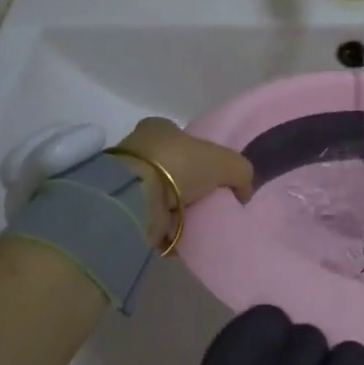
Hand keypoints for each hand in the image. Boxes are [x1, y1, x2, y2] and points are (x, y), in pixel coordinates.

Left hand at [112, 117, 254, 243]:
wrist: (135, 198)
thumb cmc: (179, 165)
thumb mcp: (224, 161)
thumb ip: (241, 171)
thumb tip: (243, 191)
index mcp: (158, 128)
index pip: (182, 139)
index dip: (199, 155)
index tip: (213, 177)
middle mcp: (138, 148)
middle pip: (170, 167)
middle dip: (186, 185)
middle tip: (206, 203)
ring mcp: (125, 178)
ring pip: (158, 193)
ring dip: (174, 209)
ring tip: (194, 224)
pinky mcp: (119, 206)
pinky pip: (149, 217)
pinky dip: (162, 227)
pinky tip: (179, 236)